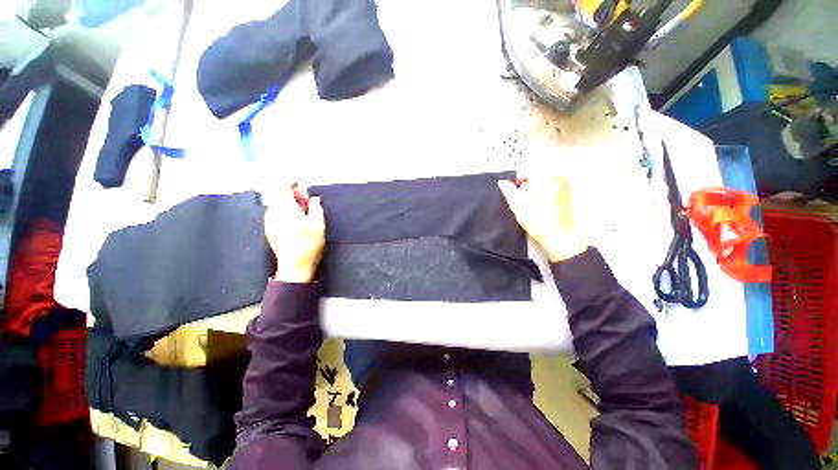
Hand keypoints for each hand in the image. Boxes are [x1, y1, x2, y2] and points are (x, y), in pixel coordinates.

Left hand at [264, 184, 325, 282]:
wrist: (294, 266)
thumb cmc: (309, 245)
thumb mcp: (319, 226)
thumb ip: (316, 209)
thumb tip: (314, 198)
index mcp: (286, 209)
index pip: (283, 188)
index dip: (292, 183)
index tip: (301, 184)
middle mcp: (274, 213)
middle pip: (279, 196)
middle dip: (292, 194)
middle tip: (306, 200)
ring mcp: (269, 222)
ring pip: (277, 205)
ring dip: (288, 203)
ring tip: (301, 211)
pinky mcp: (269, 230)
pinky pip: (274, 214)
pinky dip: (283, 212)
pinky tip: (293, 220)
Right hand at [498, 175, 586, 261]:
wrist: (558, 236)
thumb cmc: (540, 222)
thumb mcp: (517, 205)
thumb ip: (508, 190)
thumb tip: (502, 183)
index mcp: (545, 177)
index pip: (526, 170)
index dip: (516, 180)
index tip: (515, 189)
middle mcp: (558, 178)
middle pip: (535, 174)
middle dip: (526, 185)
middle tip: (523, 199)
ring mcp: (564, 185)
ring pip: (542, 181)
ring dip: (534, 189)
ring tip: (531, 204)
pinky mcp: (567, 193)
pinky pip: (550, 187)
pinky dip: (543, 193)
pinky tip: (540, 206)